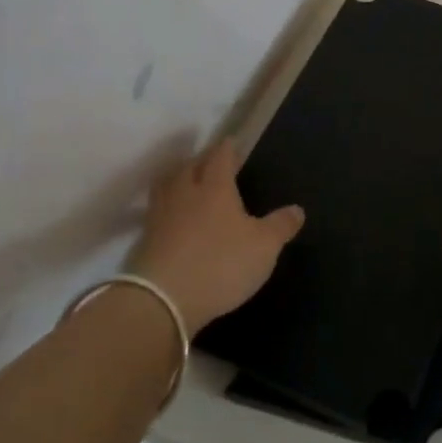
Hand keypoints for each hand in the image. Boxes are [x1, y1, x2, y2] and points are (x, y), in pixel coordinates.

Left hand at [127, 140, 303, 334]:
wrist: (161, 300)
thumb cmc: (220, 264)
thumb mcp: (263, 247)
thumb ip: (280, 226)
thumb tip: (297, 209)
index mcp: (215, 187)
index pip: (220, 157)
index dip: (227, 148)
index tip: (232, 142)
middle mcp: (184, 193)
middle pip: (189, 167)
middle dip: (201, 161)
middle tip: (210, 161)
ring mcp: (159, 216)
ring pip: (167, 186)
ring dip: (178, 180)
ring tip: (186, 182)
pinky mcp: (144, 240)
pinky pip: (156, 212)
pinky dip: (166, 208)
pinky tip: (172, 217)